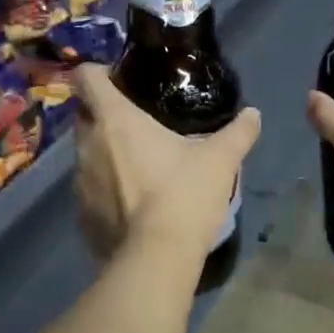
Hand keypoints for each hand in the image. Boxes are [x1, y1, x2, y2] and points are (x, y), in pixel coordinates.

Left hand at [74, 64, 261, 261]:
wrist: (156, 259)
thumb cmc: (183, 196)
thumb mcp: (220, 160)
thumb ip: (238, 132)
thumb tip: (254, 114)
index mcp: (114, 120)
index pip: (87, 77)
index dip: (98, 72)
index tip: (119, 80)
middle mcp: (88, 146)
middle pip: (84, 115)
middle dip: (104, 114)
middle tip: (138, 123)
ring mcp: (80, 183)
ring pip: (86, 154)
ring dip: (105, 154)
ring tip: (138, 165)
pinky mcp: (82, 216)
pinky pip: (90, 191)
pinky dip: (106, 190)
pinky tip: (133, 203)